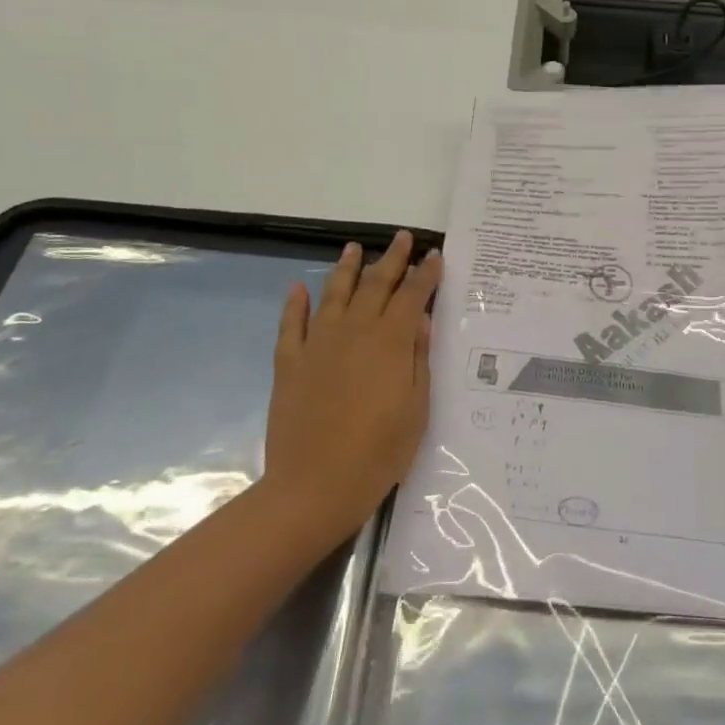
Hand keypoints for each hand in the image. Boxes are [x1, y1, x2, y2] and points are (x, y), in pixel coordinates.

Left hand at [263, 230, 440, 543]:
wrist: (315, 486)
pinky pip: (291, 324)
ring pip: (334, 294)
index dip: (425, 273)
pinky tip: (299, 288)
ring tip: (353, 249)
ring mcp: (318, 344)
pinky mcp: (289, 362)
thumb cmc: (379, 452)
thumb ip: (419, 358)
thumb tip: (420, 319)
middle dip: (392, 259)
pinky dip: (295, 304)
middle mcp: (354, 331)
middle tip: (402, 238)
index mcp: (390, 341)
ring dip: (346, 269)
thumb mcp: (416, 408)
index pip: (412, 295)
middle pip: (376, 284)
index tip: (434, 255)